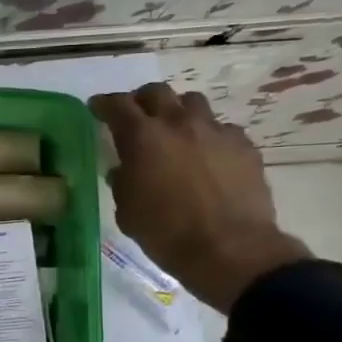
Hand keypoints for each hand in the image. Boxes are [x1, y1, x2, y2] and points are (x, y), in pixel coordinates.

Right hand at [89, 83, 310, 312]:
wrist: (230, 249)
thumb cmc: (166, 233)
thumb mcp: (127, 210)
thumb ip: (123, 181)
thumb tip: (124, 170)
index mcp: (142, 138)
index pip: (116, 105)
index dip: (103, 104)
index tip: (97, 108)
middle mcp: (178, 124)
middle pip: (157, 92)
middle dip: (142, 100)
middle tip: (136, 117)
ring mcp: (215, 131)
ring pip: (193, 103)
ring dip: (179, 112)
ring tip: (175, 132)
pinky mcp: (244, 146)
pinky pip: (222, 129)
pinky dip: (209, 136)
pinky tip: (208, 157)